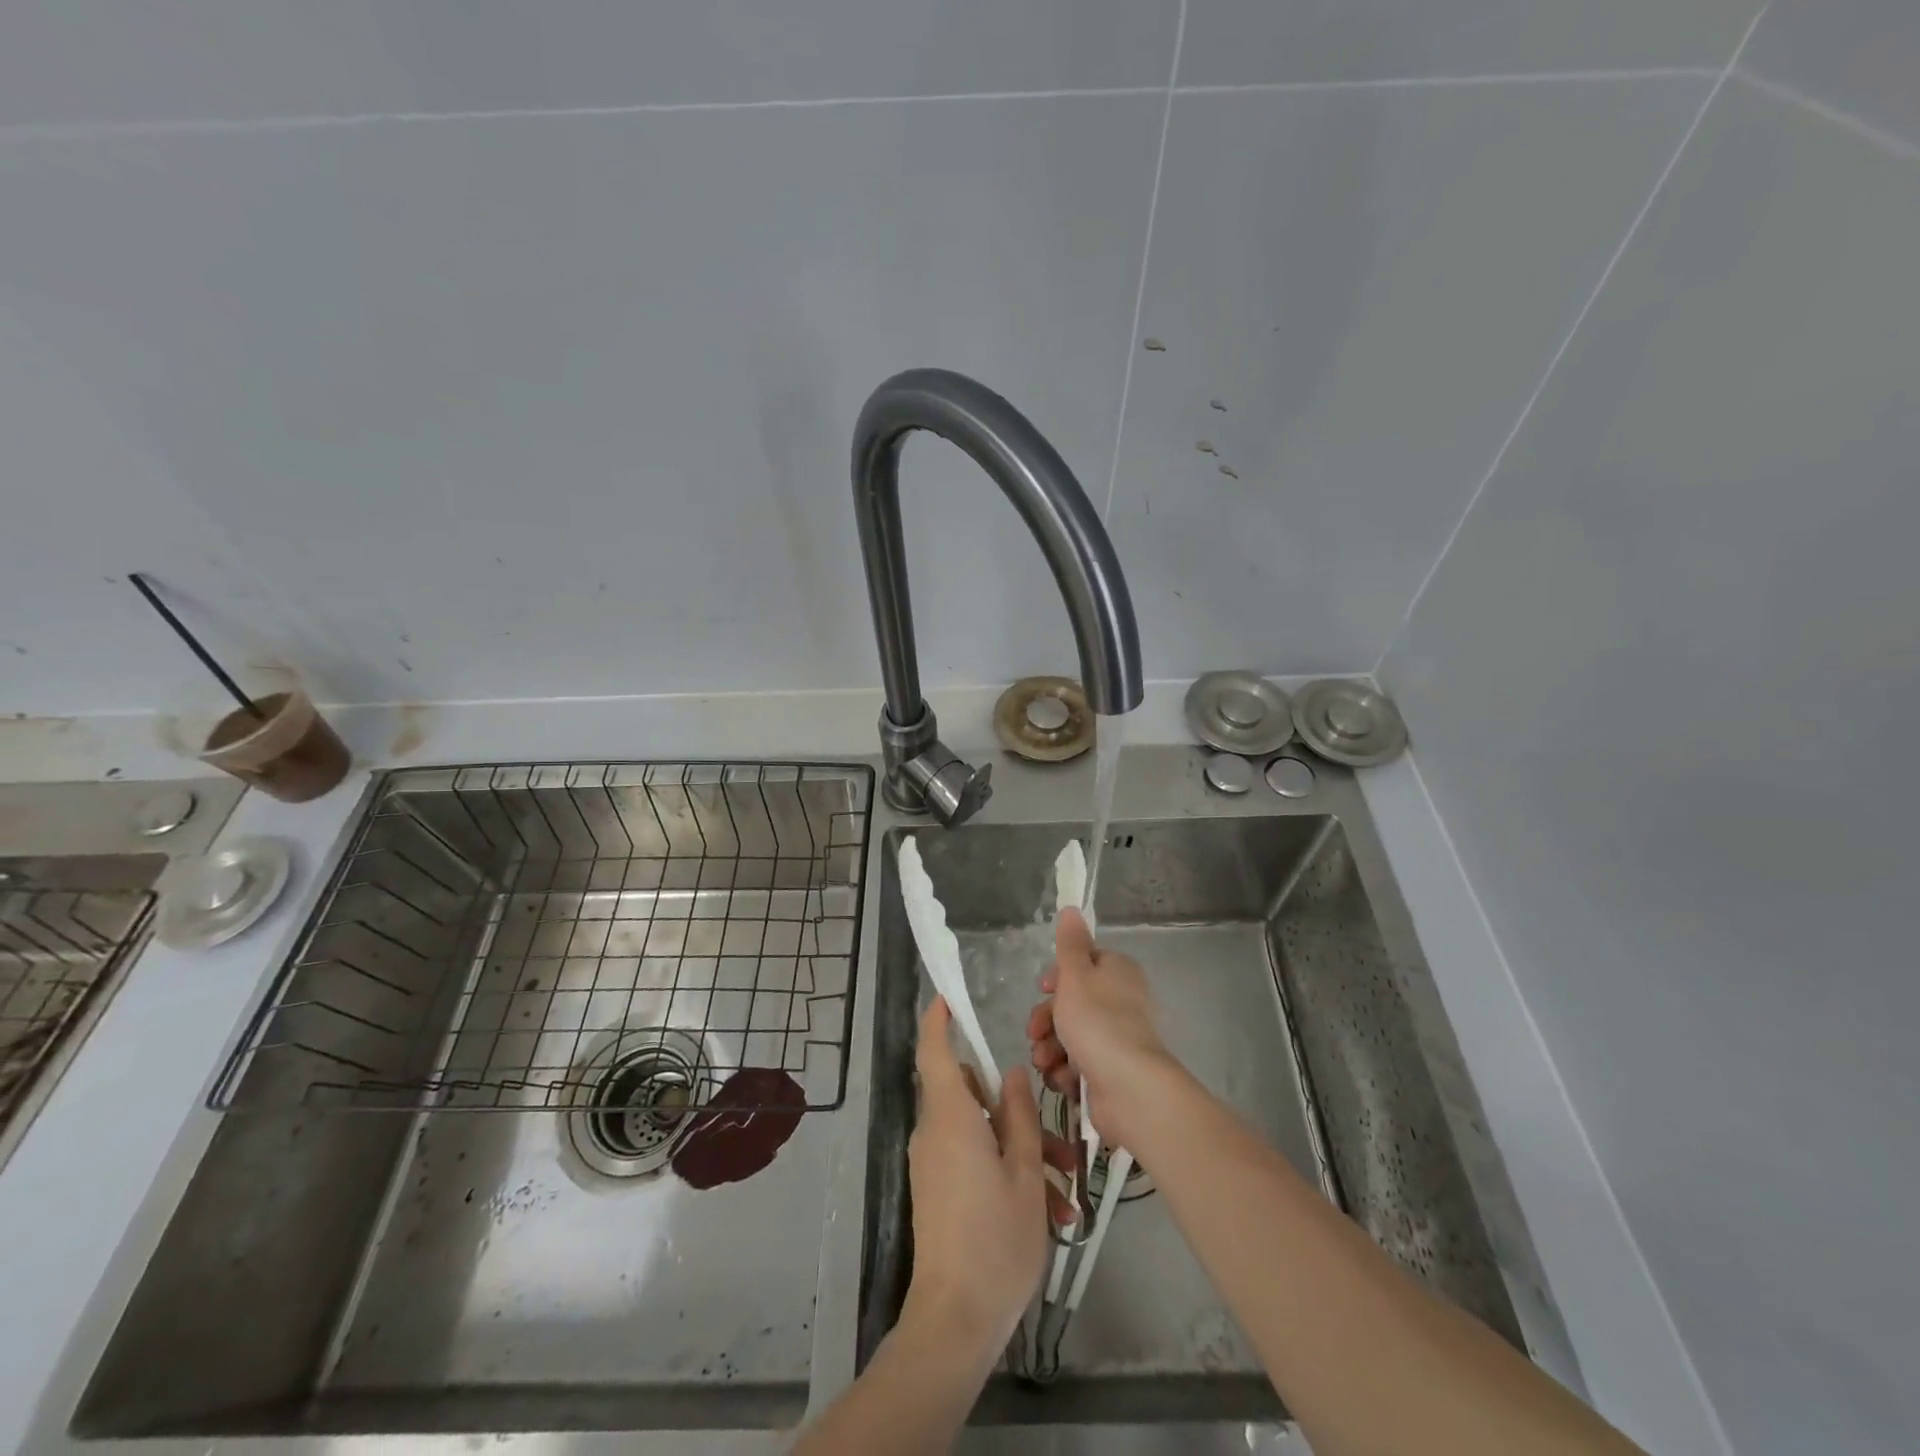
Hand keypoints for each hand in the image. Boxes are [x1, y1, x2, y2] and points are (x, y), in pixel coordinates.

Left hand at [905, 997, 1048, 1356]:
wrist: (955, 1321)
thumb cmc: (995, 1238)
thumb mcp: (1024, 1172)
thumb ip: (1020, 1116)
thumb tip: (1012, 1075)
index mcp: (951, 1118)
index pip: (934, 1053)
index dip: (937, 1021)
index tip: (948, 998)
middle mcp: (935, 1133)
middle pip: (973, 1097)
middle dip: (1018, 1112)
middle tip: (1062, 1144)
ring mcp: (934, 1164)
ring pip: (981, 1134)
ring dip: (1023, 1151)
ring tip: (1065, 1193)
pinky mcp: (939, 1191)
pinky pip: (974, 1162)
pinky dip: (1007, 1173)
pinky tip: (1047, 1213)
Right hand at [1027, 906, 1177, 1149]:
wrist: (1129, 1089)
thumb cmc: (1097, 1021)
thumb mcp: (1075, 975)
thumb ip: (1069, 943)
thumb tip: (1072, 908)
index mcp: (1117, 972)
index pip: (1082, 965)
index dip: (1057, 978)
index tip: (1042, 990)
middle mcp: (1121, 1002)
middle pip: (1071, 1003)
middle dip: (1046, 1020)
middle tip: (1035, 1034)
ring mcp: (1117, 1039)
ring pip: (1070, 1037)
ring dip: (1051, 1049)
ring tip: (1046, 1063)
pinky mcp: (1111, 1073)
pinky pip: (1079, 1066)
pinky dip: (1066, 1072)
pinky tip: (1063, 1081)